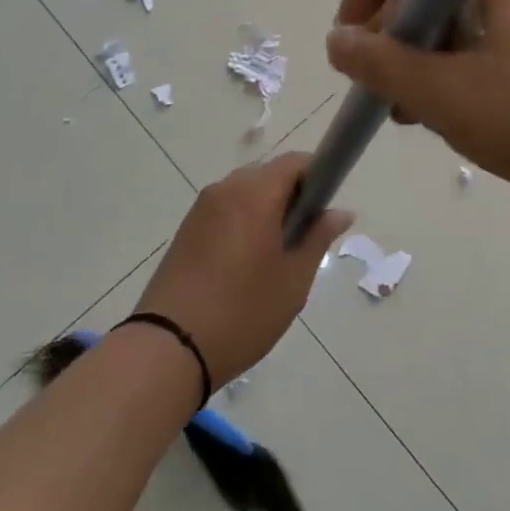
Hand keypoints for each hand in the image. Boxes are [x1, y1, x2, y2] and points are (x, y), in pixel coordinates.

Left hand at [132, 154, 352, 384]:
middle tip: (302, 241)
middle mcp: (226, 188)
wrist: (168, 348)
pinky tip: (244, 264)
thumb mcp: (293, 280)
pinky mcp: (187, 228)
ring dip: (265, 210)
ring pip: (245, 192)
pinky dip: (242, 222)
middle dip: (291, 197)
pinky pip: (225, 209)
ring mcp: (202, 207)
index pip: (295, 162)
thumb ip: (318, 237)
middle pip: (269, 174)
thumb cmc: (242, 312)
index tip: (324, 211)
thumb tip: (341, 211)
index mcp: (255, 193)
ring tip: (273, 258)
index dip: (317, 177)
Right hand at [325, 0, 509, 211]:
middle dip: (394, 41)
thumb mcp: (444, 94)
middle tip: (381, 92)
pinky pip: (488, 54)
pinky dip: (459, 80)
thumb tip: (337, 38)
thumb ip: (381, 63)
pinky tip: (458, 123)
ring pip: (459, 31)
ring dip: (425, 67)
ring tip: (414, 118)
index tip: (346, 44)